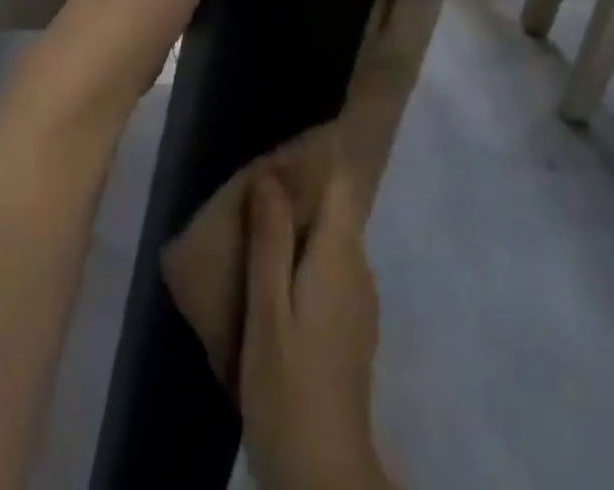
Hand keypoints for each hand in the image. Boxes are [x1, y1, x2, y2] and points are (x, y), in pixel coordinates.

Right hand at [241, 172, 393, 489]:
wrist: (323, 473)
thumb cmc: (288, 386)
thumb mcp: (267, 310)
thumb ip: (270, 240)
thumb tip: (270, 175)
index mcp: (340, 254)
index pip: (340, 183)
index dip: (311, 163)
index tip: (277, 156)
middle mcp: (358, 267)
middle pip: (335, 209)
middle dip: (298, 195)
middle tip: (253, 191)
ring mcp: (360, 298)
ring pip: (332, 240)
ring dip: (299, 229)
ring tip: (256, 227)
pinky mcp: (351, 325)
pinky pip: (330, 268)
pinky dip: (305, 259)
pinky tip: (273, 275)